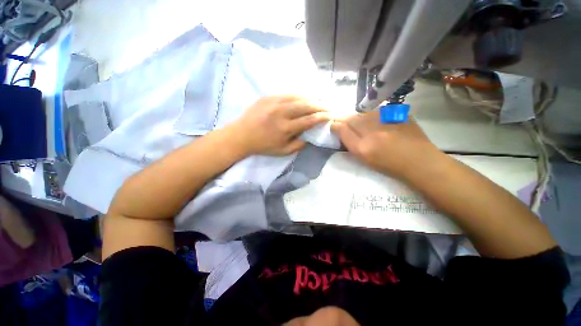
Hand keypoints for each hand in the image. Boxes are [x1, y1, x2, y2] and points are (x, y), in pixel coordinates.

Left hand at [230, 96, 328, 155]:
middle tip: (327, 107)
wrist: (242, 135)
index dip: (321, 117)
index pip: (309, 120)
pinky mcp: (268, 97)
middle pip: (306, 105)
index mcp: (286, 128)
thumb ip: (299, 145)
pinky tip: (304, 98)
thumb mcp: (283, 151)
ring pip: (298, 97)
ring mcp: (274, 102)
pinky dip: (299, 96)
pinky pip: (288, 94)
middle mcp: (282, 113)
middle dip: (320, 106)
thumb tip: (309, 136)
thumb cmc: (263, 145)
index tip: (329, 116)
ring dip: (311, 99)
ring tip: (319, 101)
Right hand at [331, 111, 441, 178]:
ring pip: (364, 113)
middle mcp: (373, 132)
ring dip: (361, 118)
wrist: (419, 161)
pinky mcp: (399, 114)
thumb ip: (351, 143)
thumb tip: (340, 130)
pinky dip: (375, 116)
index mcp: (363, 147)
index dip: (336, 126)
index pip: (342, 129)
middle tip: (350, 126)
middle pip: (352, 118)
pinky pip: (379, 112)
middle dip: (347, 121)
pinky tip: (380, 124)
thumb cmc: (389, 165)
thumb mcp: (365, 159)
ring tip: (367, 126)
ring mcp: (387, 121)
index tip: (334, 126)